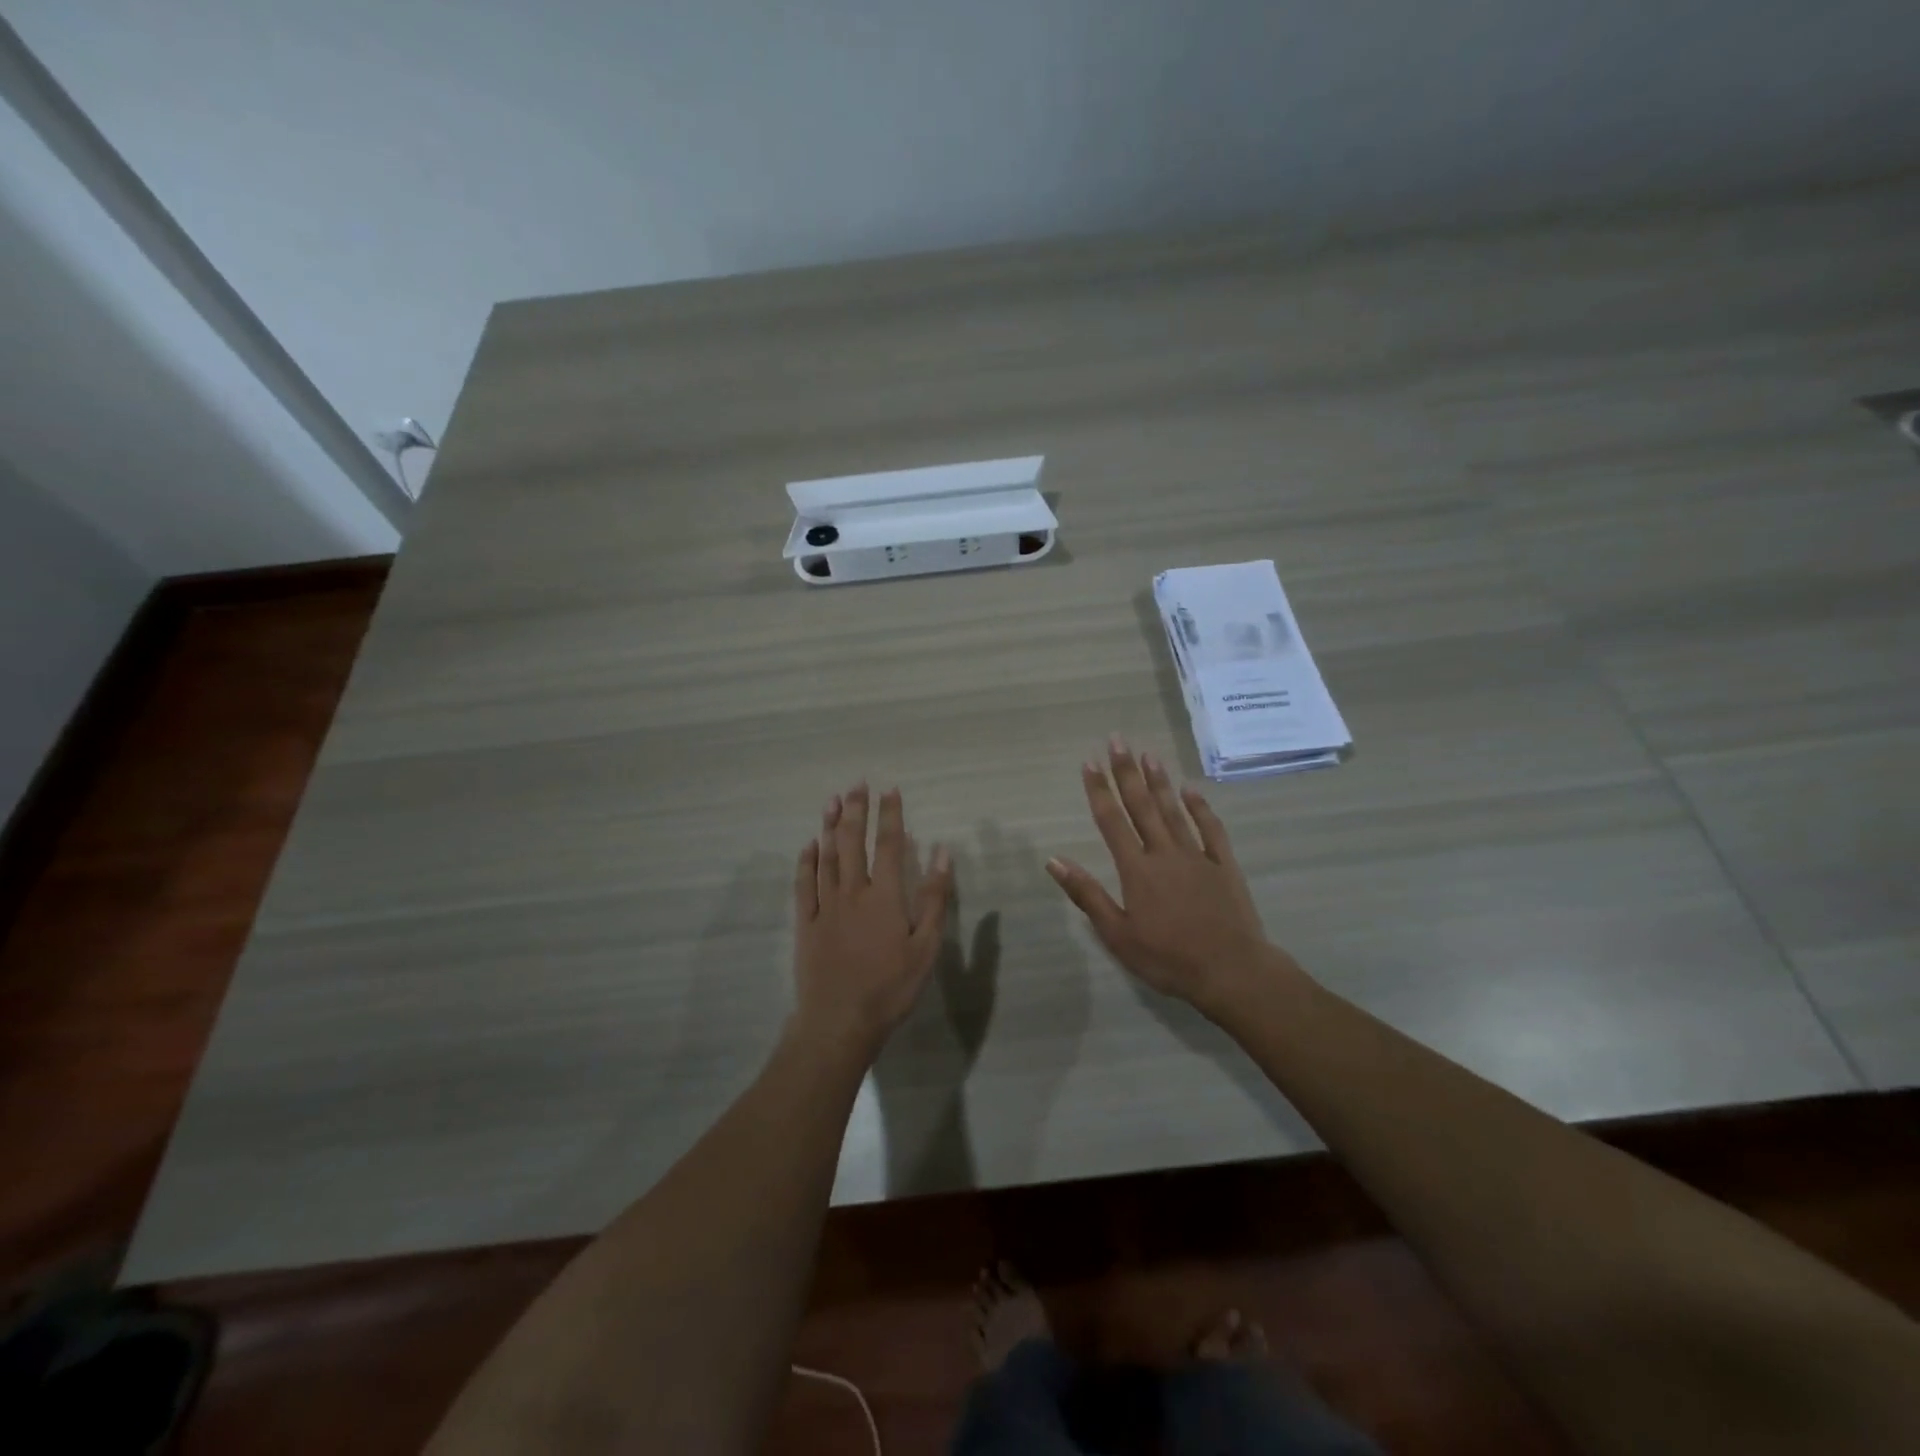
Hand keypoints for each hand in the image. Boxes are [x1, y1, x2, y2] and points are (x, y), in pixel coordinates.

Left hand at [792, 783, 951, 1059]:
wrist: (839, 1021)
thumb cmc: (890, 987)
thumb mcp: (926, 947)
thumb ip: (933, 898)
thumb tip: (942, 853)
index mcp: (884, 896)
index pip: (888, 845)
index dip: (890, 815)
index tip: (890, 790)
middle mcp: (852, 892)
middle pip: (852, 843)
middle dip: (856, 811)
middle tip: (856, 784)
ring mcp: (825, 906)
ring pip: (826, 857)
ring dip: (829, 827)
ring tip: (832, 801)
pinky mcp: (806, 924)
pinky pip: (804, 885)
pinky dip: (806, 862)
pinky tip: (808, 846)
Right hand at [1047, 737, 1298, 1013]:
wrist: (1232, 971)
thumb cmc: (1168, 958)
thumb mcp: (1118, 935)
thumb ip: (1087, 895)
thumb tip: (1054, 861)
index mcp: (1137, 870)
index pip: (1112, 822)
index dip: (1099, 791)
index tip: (1089, 763)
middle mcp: (1164, 853)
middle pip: (1141, 806)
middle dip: (1127, 772)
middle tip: (1117, 740)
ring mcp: (1197, 856)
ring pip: (1173, 810)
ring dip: (1159, 781)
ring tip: (1148, 754)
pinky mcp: (1224, 865)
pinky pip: (1210, 829)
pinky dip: (1200, 807)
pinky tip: (1191, 789)